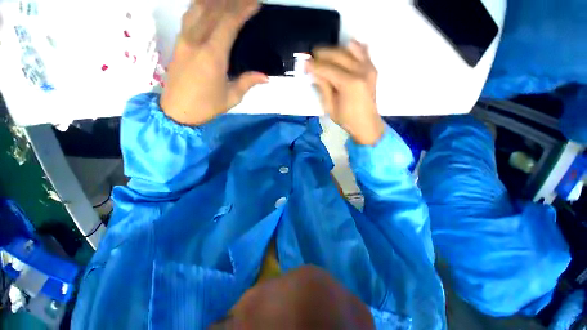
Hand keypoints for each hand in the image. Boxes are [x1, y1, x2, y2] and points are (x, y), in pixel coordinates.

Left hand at [160, 0, 267, 125]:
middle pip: (214, 9)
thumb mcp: (232, 97)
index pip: (229, 23)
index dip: (243, 10)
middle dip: (232, 0)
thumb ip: (247, 82)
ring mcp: (184, 38)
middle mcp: (196, 40)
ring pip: (199, 7)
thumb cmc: (206, 106)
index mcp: (212, 55)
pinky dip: (200, 5)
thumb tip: (265, 76)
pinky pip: (189, 15)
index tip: (255, 3)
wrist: (176, 111)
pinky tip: (208, 4)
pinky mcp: (178, 41)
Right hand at [307, 41, 384, 145]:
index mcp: (349, 84)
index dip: (314, 65)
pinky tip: (342, 55)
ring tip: (325, 59)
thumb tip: (315, 73)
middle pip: (337, 54)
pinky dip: (351, 49)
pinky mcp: (372, 68)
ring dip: (334, 51)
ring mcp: (368, 67)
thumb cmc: (346, 119)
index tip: (305, 63)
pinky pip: (362, 50)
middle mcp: (360, 71)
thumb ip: (323, 87)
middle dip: (322, 54)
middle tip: (312, 59)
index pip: (327, 68)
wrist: (367, 124)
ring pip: (349, 48)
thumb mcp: (330, 107)